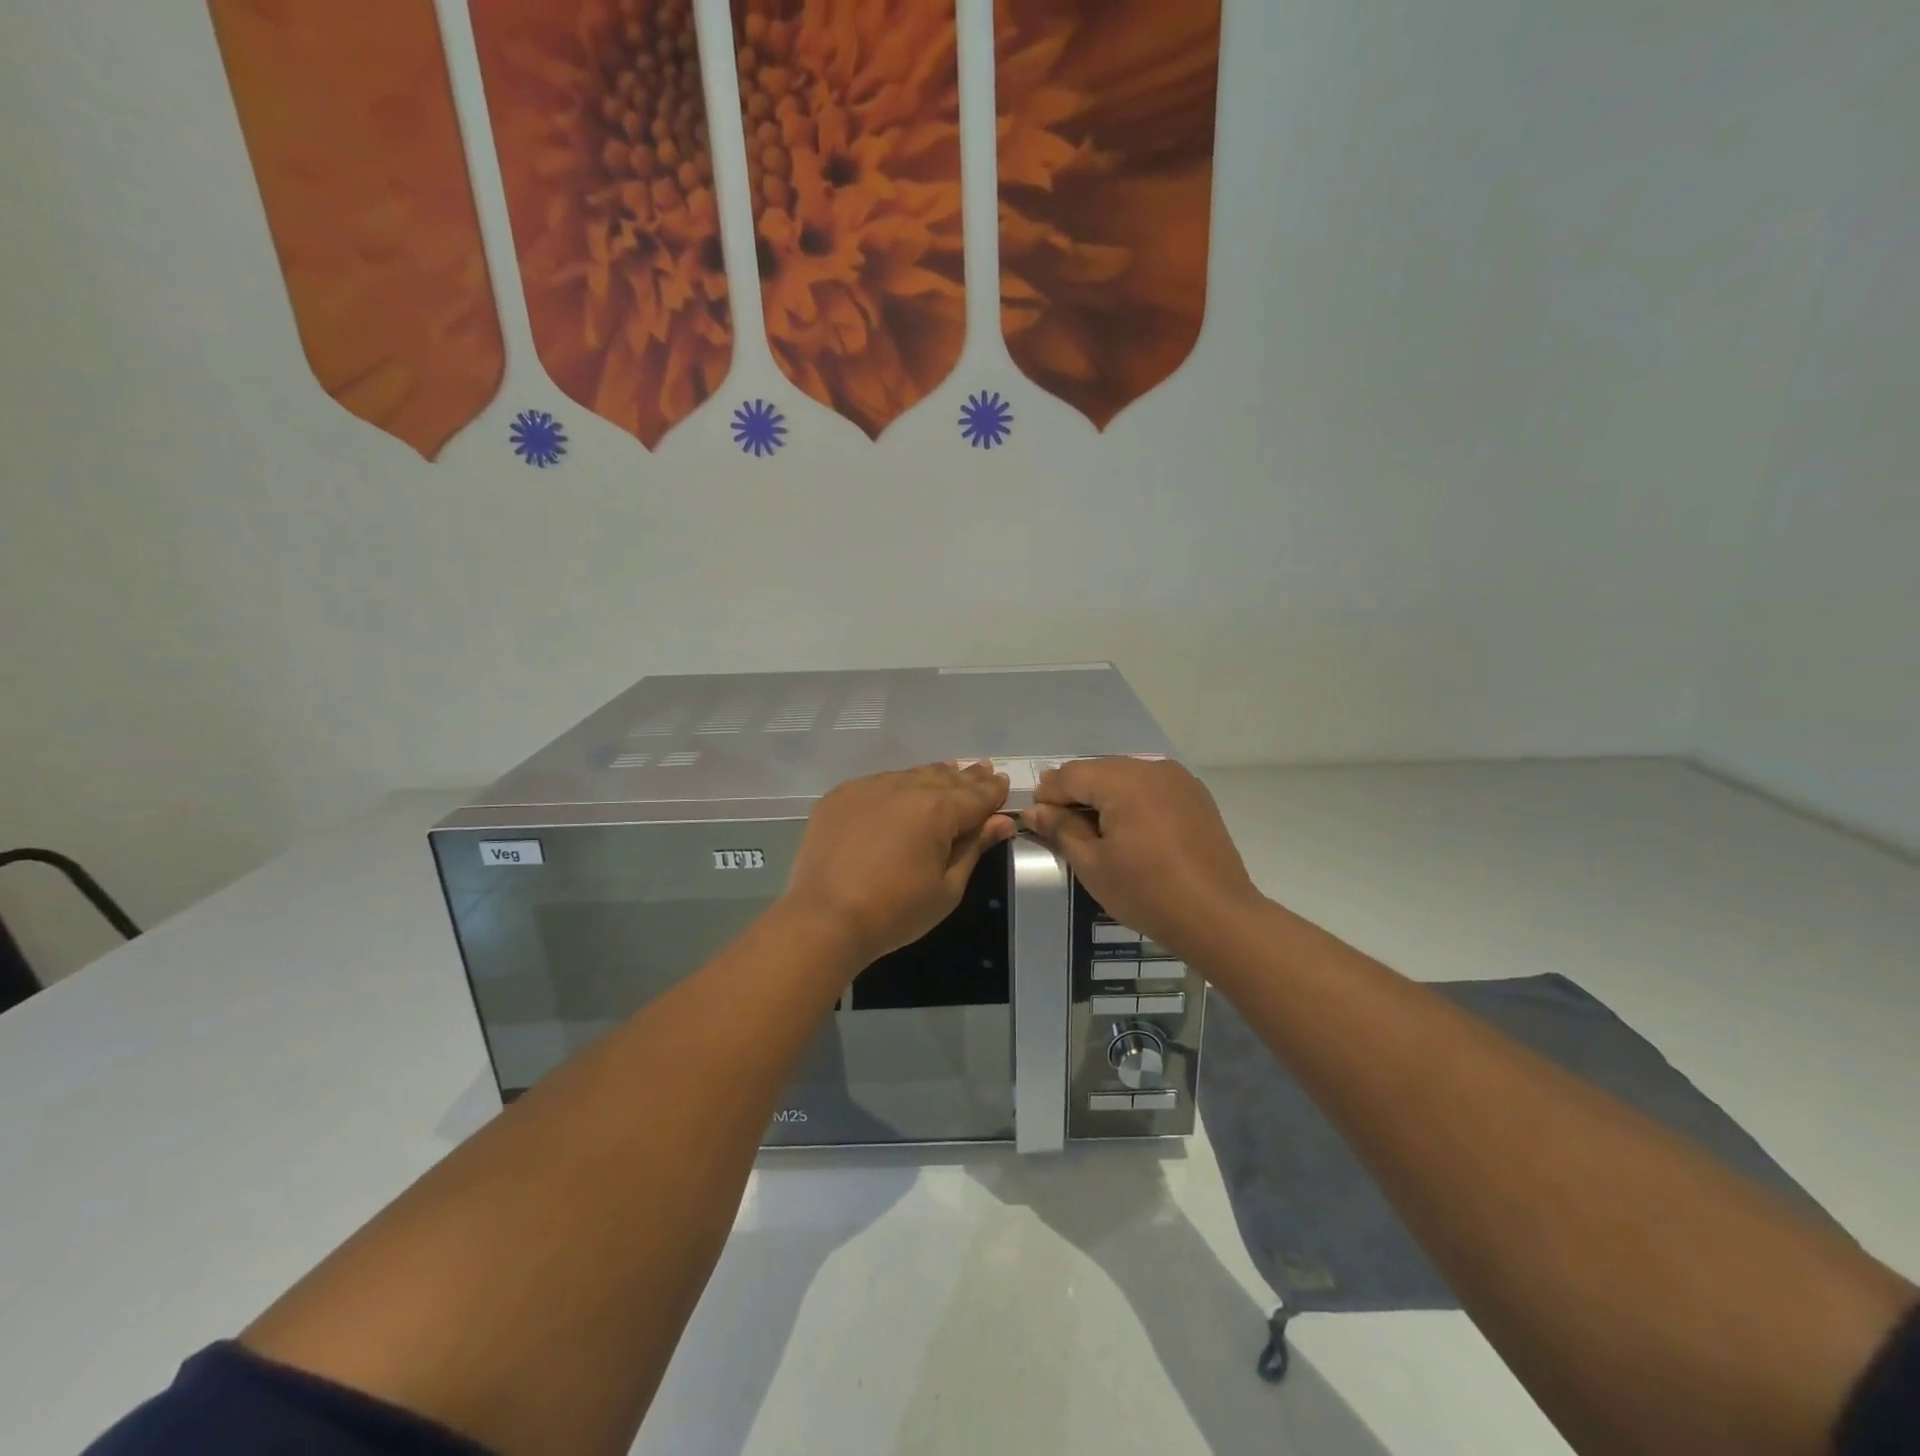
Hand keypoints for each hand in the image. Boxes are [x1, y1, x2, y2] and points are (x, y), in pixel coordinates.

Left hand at [781, 761, 1017, 969]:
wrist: (824, 918)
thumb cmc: (895, 912)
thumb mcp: (947, 888)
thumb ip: (974, 848)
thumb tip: (1002, 821)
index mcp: (937, 810)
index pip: (976, 795)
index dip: (993, 790)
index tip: (1004, 782)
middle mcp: (905, 787)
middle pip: (945, 778)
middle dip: (967, 777)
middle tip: (983, 769)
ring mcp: (868, 788)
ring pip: (911, 775)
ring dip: (933, 775)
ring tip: (949, 771)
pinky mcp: (840, 796)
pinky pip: (879, 782)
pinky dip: (897, 784)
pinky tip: (902, 788)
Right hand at [1023, 758, 1265, 960]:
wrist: (1218, 916)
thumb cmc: (1146, 892)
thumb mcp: (1092, 865)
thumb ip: (1061, 829)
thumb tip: (1035, 811)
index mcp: (1123, 781)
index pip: (1071, 774)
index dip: (1048, 794)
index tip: (1037, 819)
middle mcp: (1151, 769)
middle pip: (1099, 770)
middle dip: (1076, 792)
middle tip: (1061, 825)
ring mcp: (1178, 779)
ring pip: (1125, 775)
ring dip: (1104, 795)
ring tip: (1095, 829)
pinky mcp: (1195, 795)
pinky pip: (1150, 786)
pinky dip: (1132, 799)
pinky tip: (1129, 828)